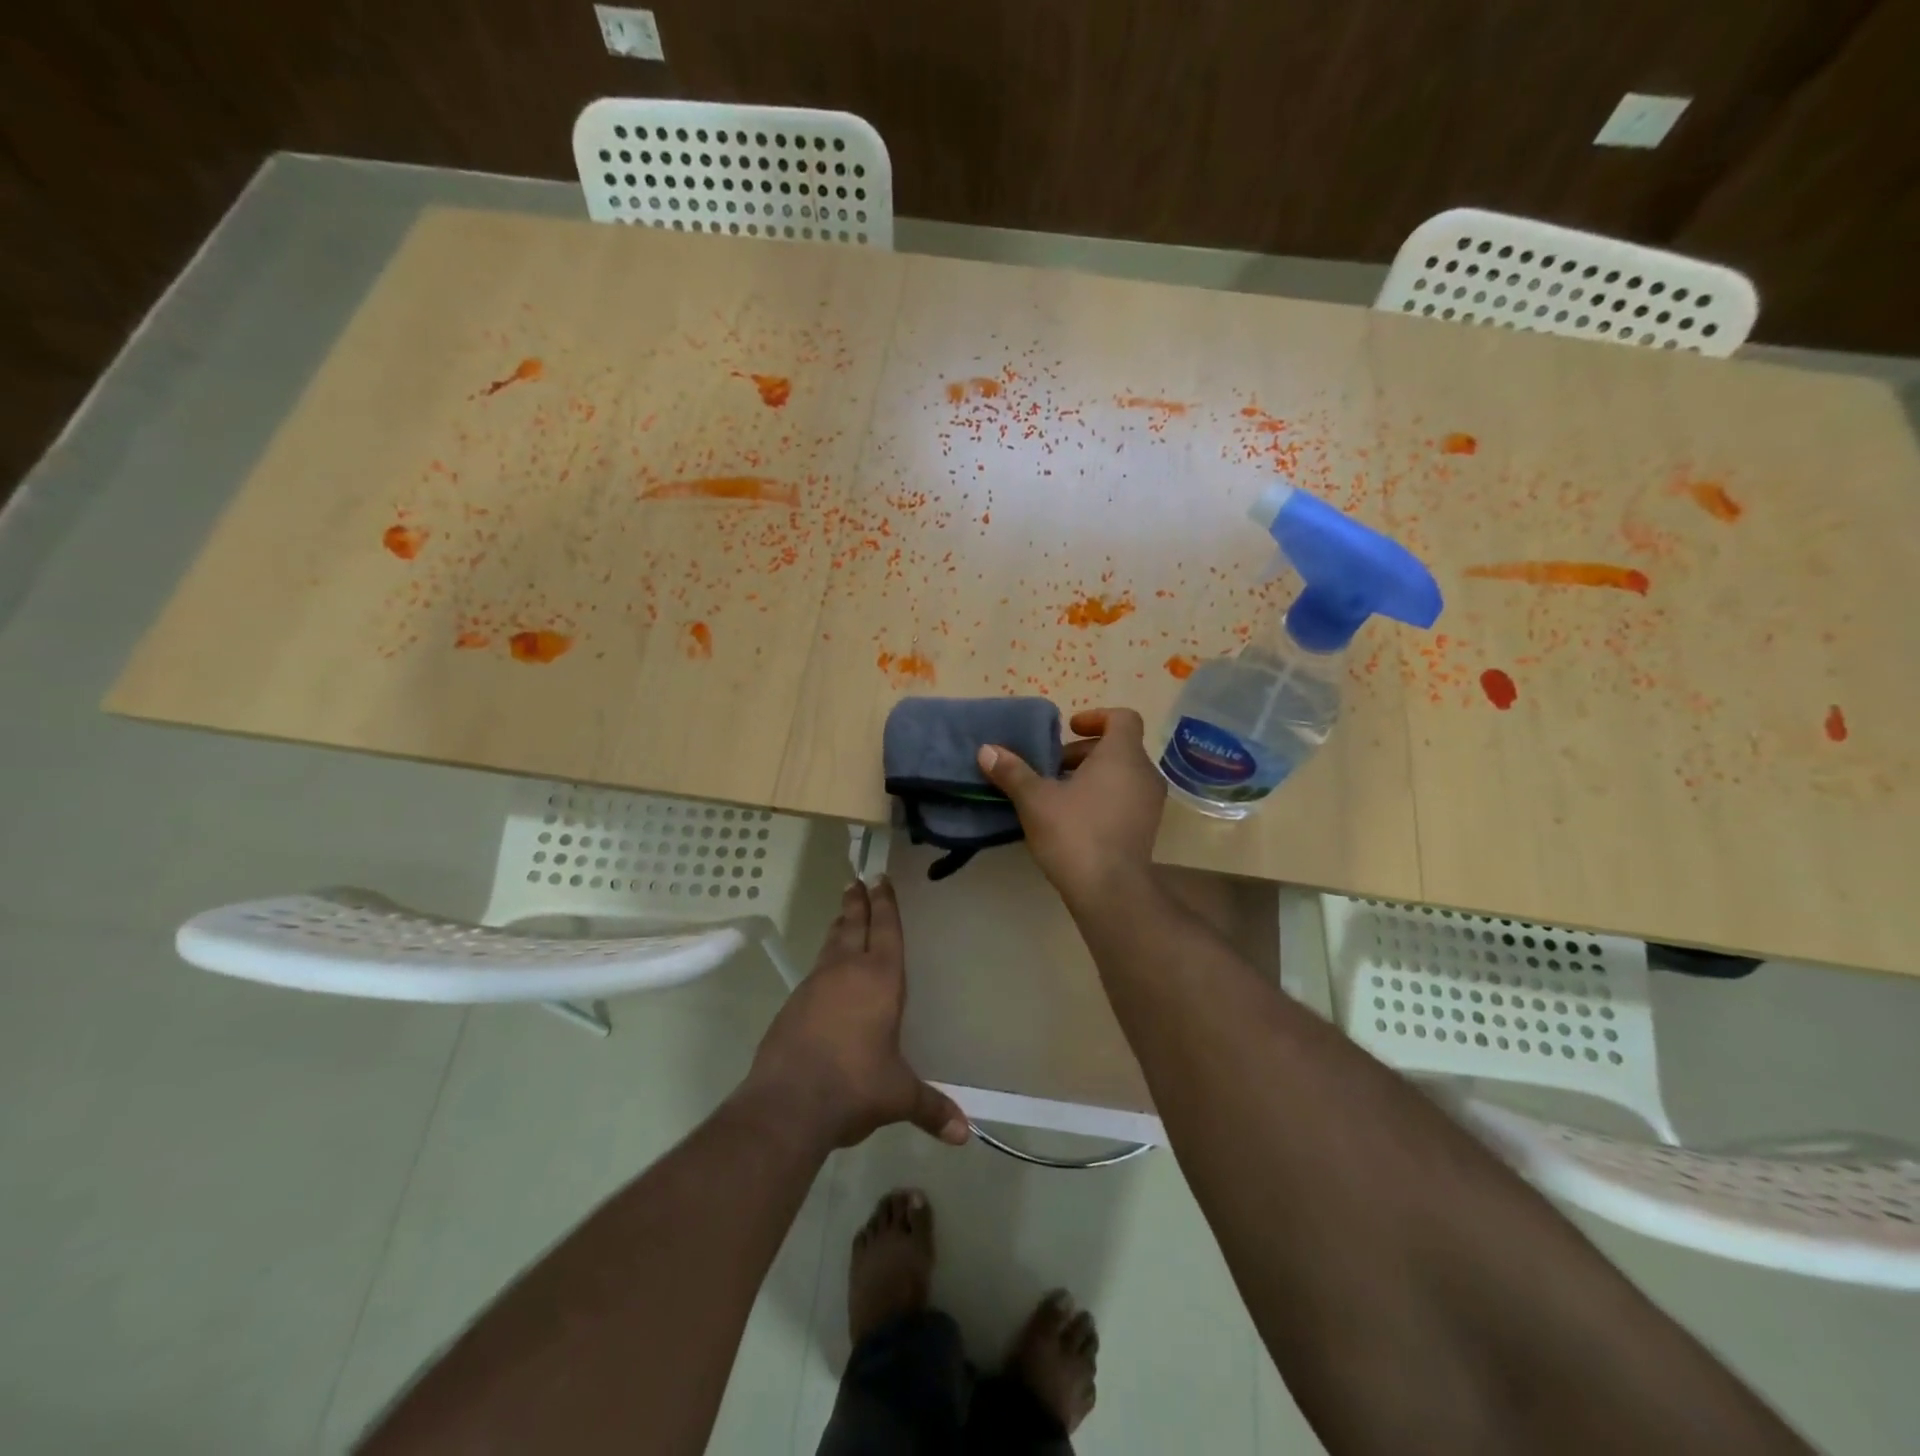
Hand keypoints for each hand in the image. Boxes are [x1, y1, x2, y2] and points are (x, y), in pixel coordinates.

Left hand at [745, 877, 969, 1149]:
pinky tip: (824, 975)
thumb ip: (931, 1107)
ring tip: (842, 916)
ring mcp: (814, 986)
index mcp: (879, 980)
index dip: (885, 904)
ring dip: (839, 928)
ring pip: (830, 945)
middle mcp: (846, 973)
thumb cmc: (855, 1086)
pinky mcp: (792, 1006)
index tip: (879, 879)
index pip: (884, 930)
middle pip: (853, 926)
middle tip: (856, 881)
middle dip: (857, 903)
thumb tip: (963, 1134)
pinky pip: (814, 972)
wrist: (788, 1103)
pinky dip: (823, 963)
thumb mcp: (898, 1096)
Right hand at [977, 707, 1166, 910]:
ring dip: (1092, 776)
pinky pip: (1126, 799)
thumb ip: (1012, 771)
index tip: (1069, 729)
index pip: (1123, 718)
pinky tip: (1073, 819)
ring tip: (1058, 794)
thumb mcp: (1035, 800)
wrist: (1110, 891)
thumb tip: (986, 750)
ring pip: (1123, 775)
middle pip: (1119, 747)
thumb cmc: (1074, 833)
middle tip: (1052, 767)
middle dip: (1084, 752)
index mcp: (1123, 756)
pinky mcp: (1147, 830)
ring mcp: (1150, 804)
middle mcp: (1144, 774)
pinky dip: (1103, 797)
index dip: (1096, 717)